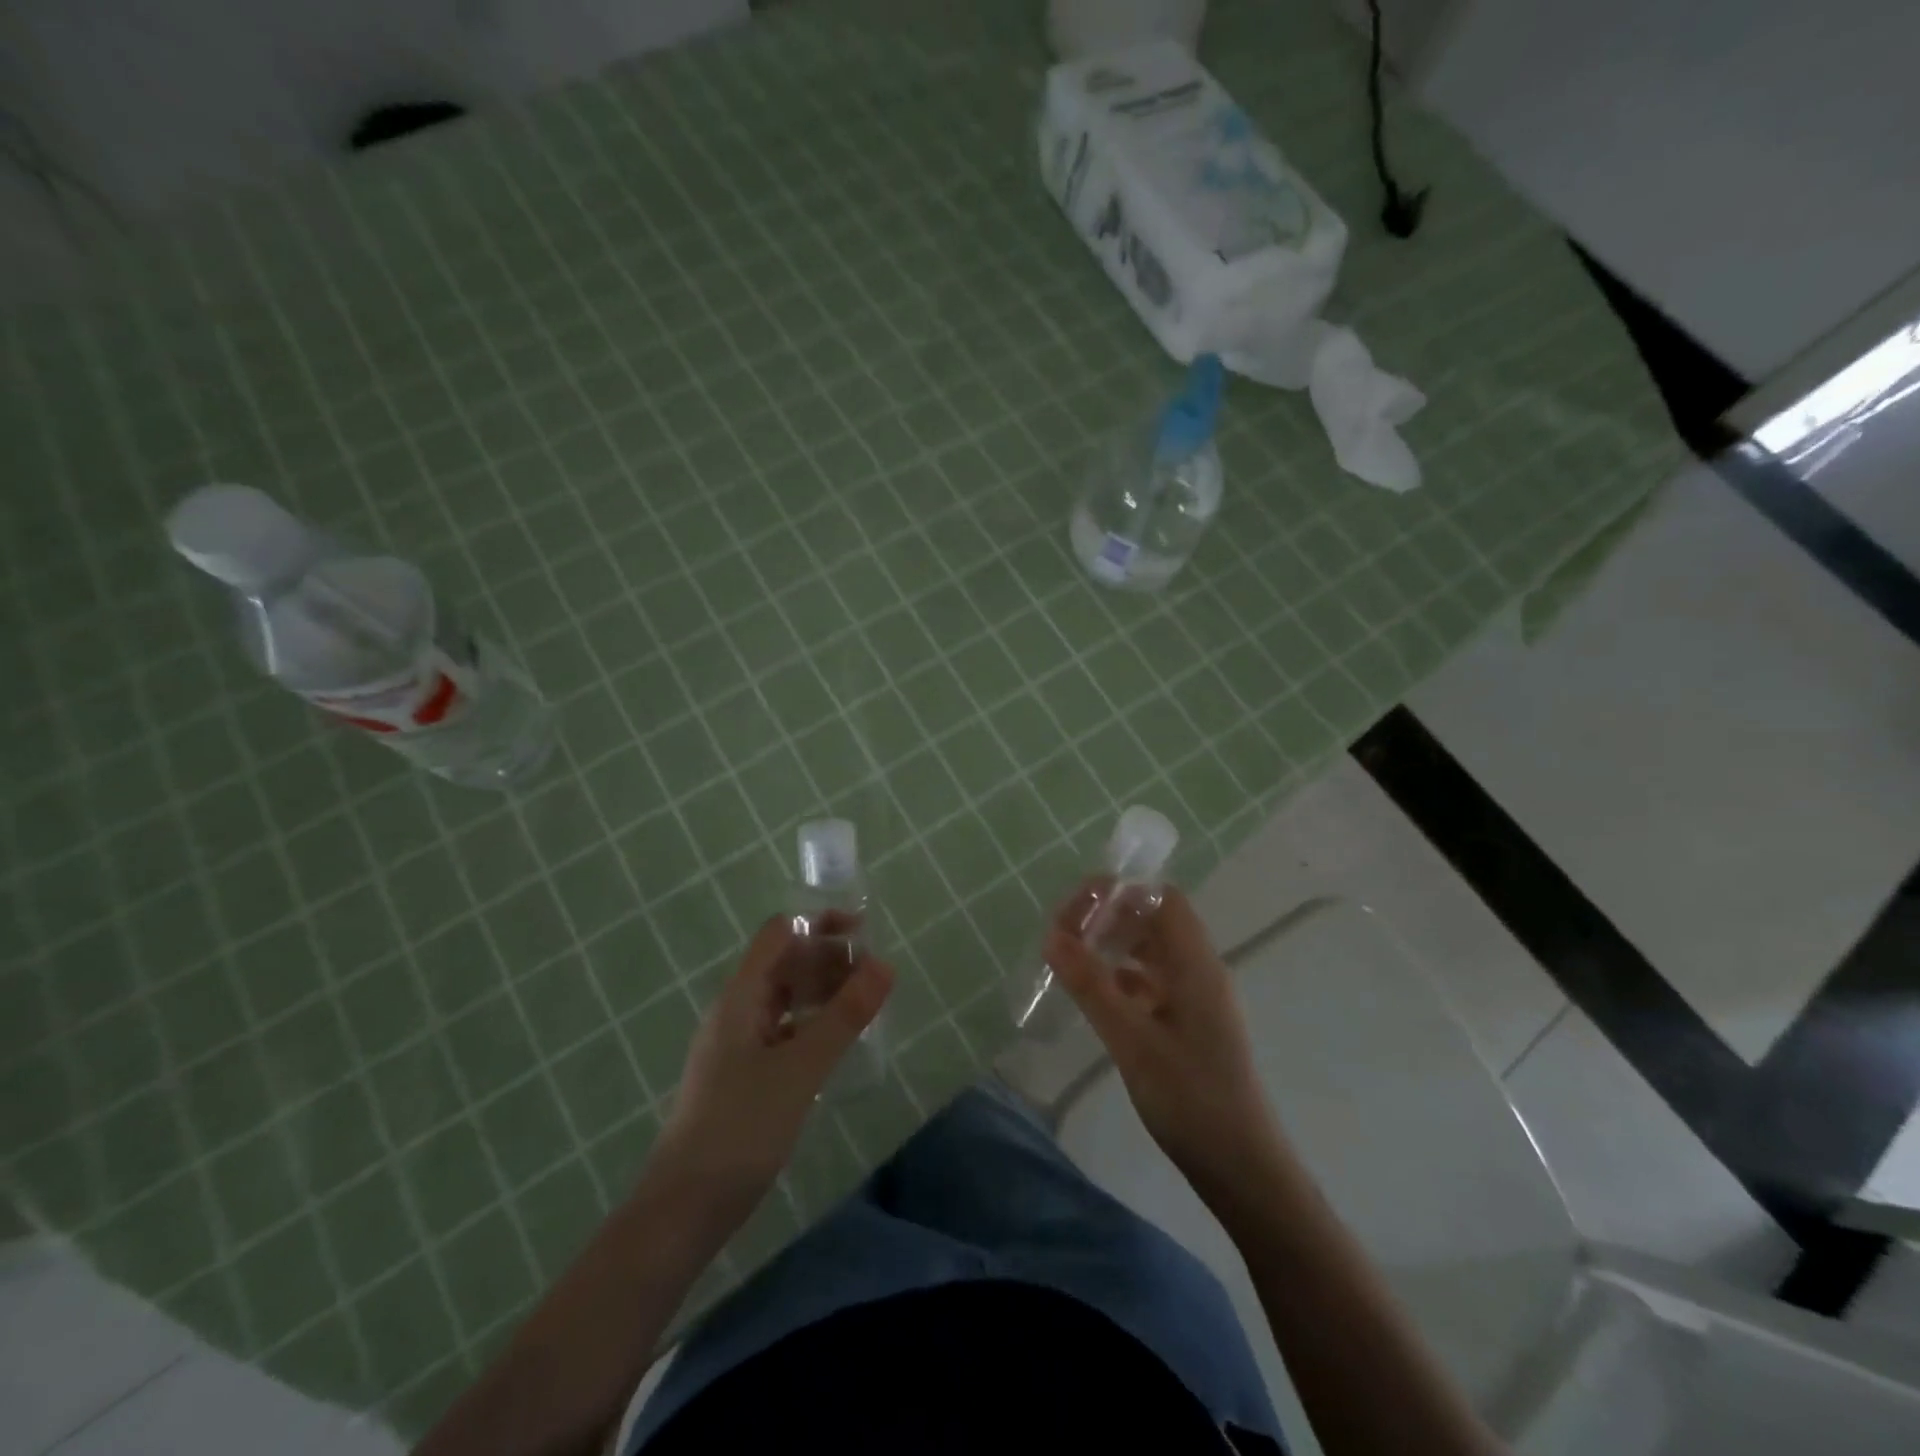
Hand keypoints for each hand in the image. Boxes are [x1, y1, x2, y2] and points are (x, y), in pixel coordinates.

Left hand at [653, 915, 892, 1216]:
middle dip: (828, 958)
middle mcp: (736, 1011)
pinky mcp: (743, 1076)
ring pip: (785, 998)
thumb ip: (844, 1016)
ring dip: (823, 992)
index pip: (780, 934)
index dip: (820, 924)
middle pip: (784, 963)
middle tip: (875, 976)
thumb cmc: (739, 1130)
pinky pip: (783, 1031)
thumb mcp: (800, 1069)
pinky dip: (812, 1024)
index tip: (864, 934)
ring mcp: (737, 1045)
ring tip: (865, 1004)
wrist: (682, 1212)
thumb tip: (884, 965)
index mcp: (741, 997)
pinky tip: (837, 1043)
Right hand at [1044, 883, 1278, 1196]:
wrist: (1242, 1167)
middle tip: (1065, 936)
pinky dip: (1123, 978)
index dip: (1120, 892)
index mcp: (1196, 964)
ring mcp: (1197, 998)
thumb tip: (1052, 937)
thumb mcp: (1131, 1040)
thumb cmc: (1190, 1098)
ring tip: (1073, 960)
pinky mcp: (1191, 1024)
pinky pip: (1153, 982)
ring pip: (1152, 952)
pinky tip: (1096, 996)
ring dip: (1114, 947)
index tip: (1077, 910)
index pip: (1161, 898)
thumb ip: (1091, 985)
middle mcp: (1200, 971)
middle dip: (1110, 918)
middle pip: (1154, 920)